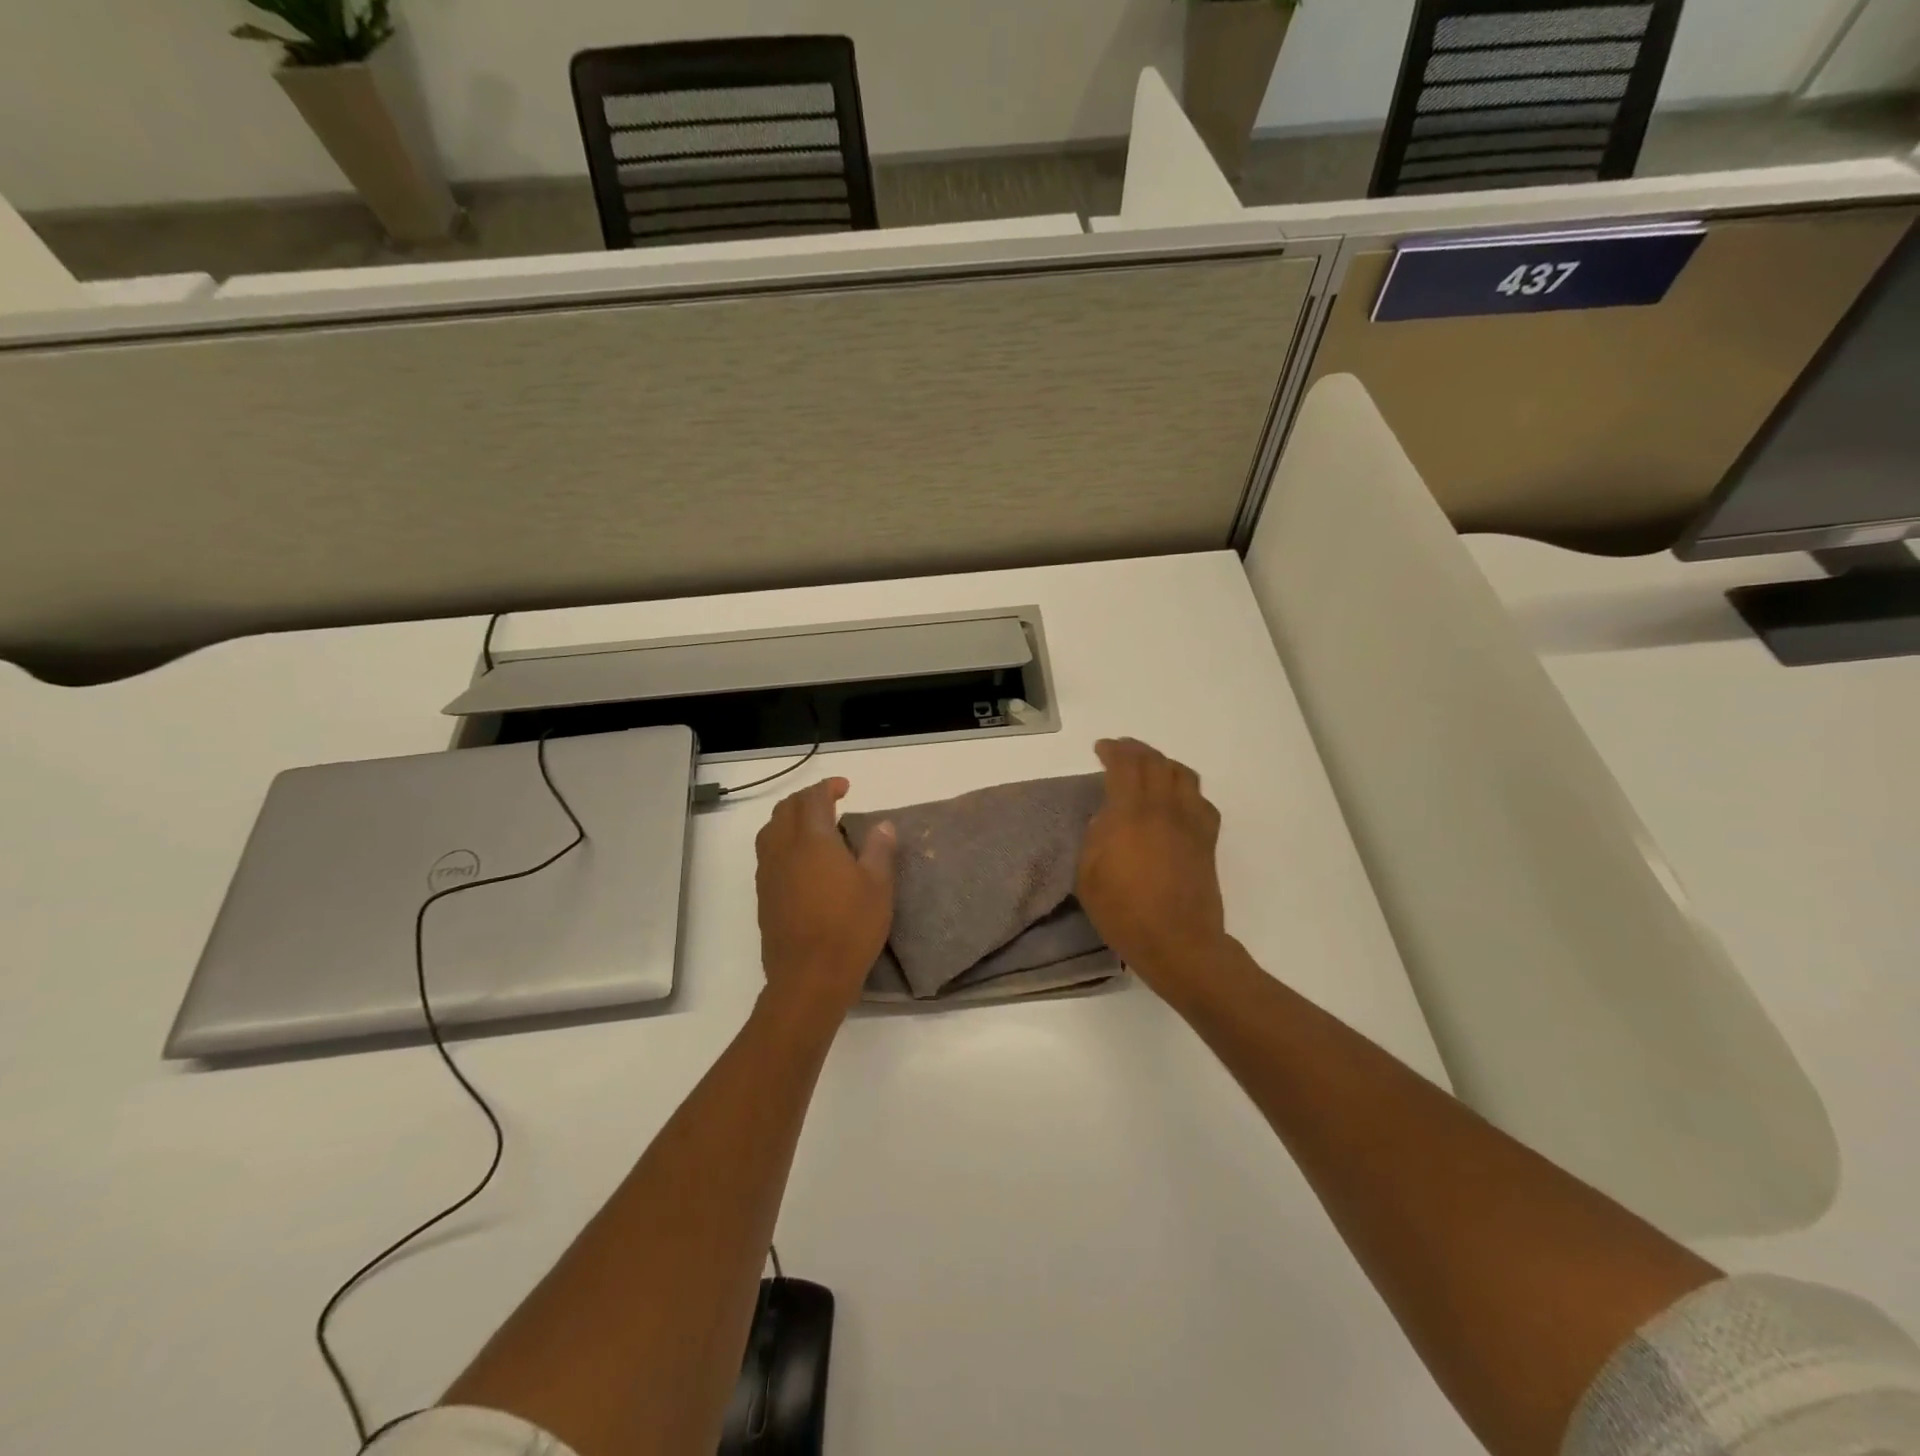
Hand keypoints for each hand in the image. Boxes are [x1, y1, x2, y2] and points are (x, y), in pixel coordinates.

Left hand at [755, 778, 896, 1021]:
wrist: (808, 978)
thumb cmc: (849, 928)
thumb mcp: (878, 887)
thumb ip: (879, 850)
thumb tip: (882, 825)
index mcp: (813, 841)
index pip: (813, 800)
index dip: (827, 787)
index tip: (845, 787)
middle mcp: (784, 850)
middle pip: (786, 810)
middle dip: (806, 799)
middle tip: (830, 803)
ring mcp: (769, 874)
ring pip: (770, 831)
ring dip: (790, 819)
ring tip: (813, 828)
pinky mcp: (763, 896)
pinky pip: (767, 854)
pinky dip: (782, 842)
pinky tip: (801, 861)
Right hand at [1077, 738, 1228, 993]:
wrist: (1178, 942)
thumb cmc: (1124, 912)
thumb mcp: (1088, 875)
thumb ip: (1095, 836)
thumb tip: (1108, 816)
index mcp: (1130, 814)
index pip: (1125, 765)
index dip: (1113, 750)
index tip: (1101, 748)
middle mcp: (1164, 808)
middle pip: (1155, 762)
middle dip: (1136, 750)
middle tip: (1121, 751)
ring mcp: (1190, 822)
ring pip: (1183, 775)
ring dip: (1163, 763)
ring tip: (1149, 769)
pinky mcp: (1207, 840)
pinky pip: (1201, 800)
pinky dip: (1185, 790)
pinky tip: (1177, 801)